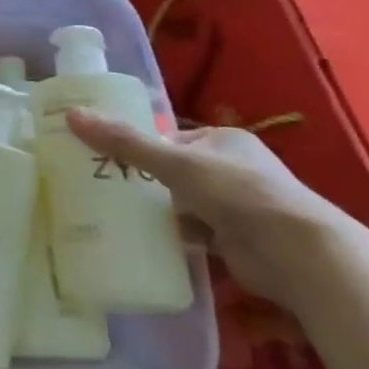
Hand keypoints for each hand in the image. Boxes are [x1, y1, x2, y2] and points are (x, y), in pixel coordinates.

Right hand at [64, 110, 355, 308]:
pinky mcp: (238, 240)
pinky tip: (148, 240)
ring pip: (183, 203)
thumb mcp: (173, 161)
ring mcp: (238, 207)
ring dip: (160, 211)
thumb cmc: (237, 193)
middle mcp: (234, 169)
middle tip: (104, 187)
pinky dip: (176, 236)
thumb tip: (71, 114)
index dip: (139, 147)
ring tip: (117, 214)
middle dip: (145, 181)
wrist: (298, 254)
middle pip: (174, 171)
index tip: (105, 158)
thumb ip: (123, 142)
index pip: (169, 138)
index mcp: (224, 140)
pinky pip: (195, 233)